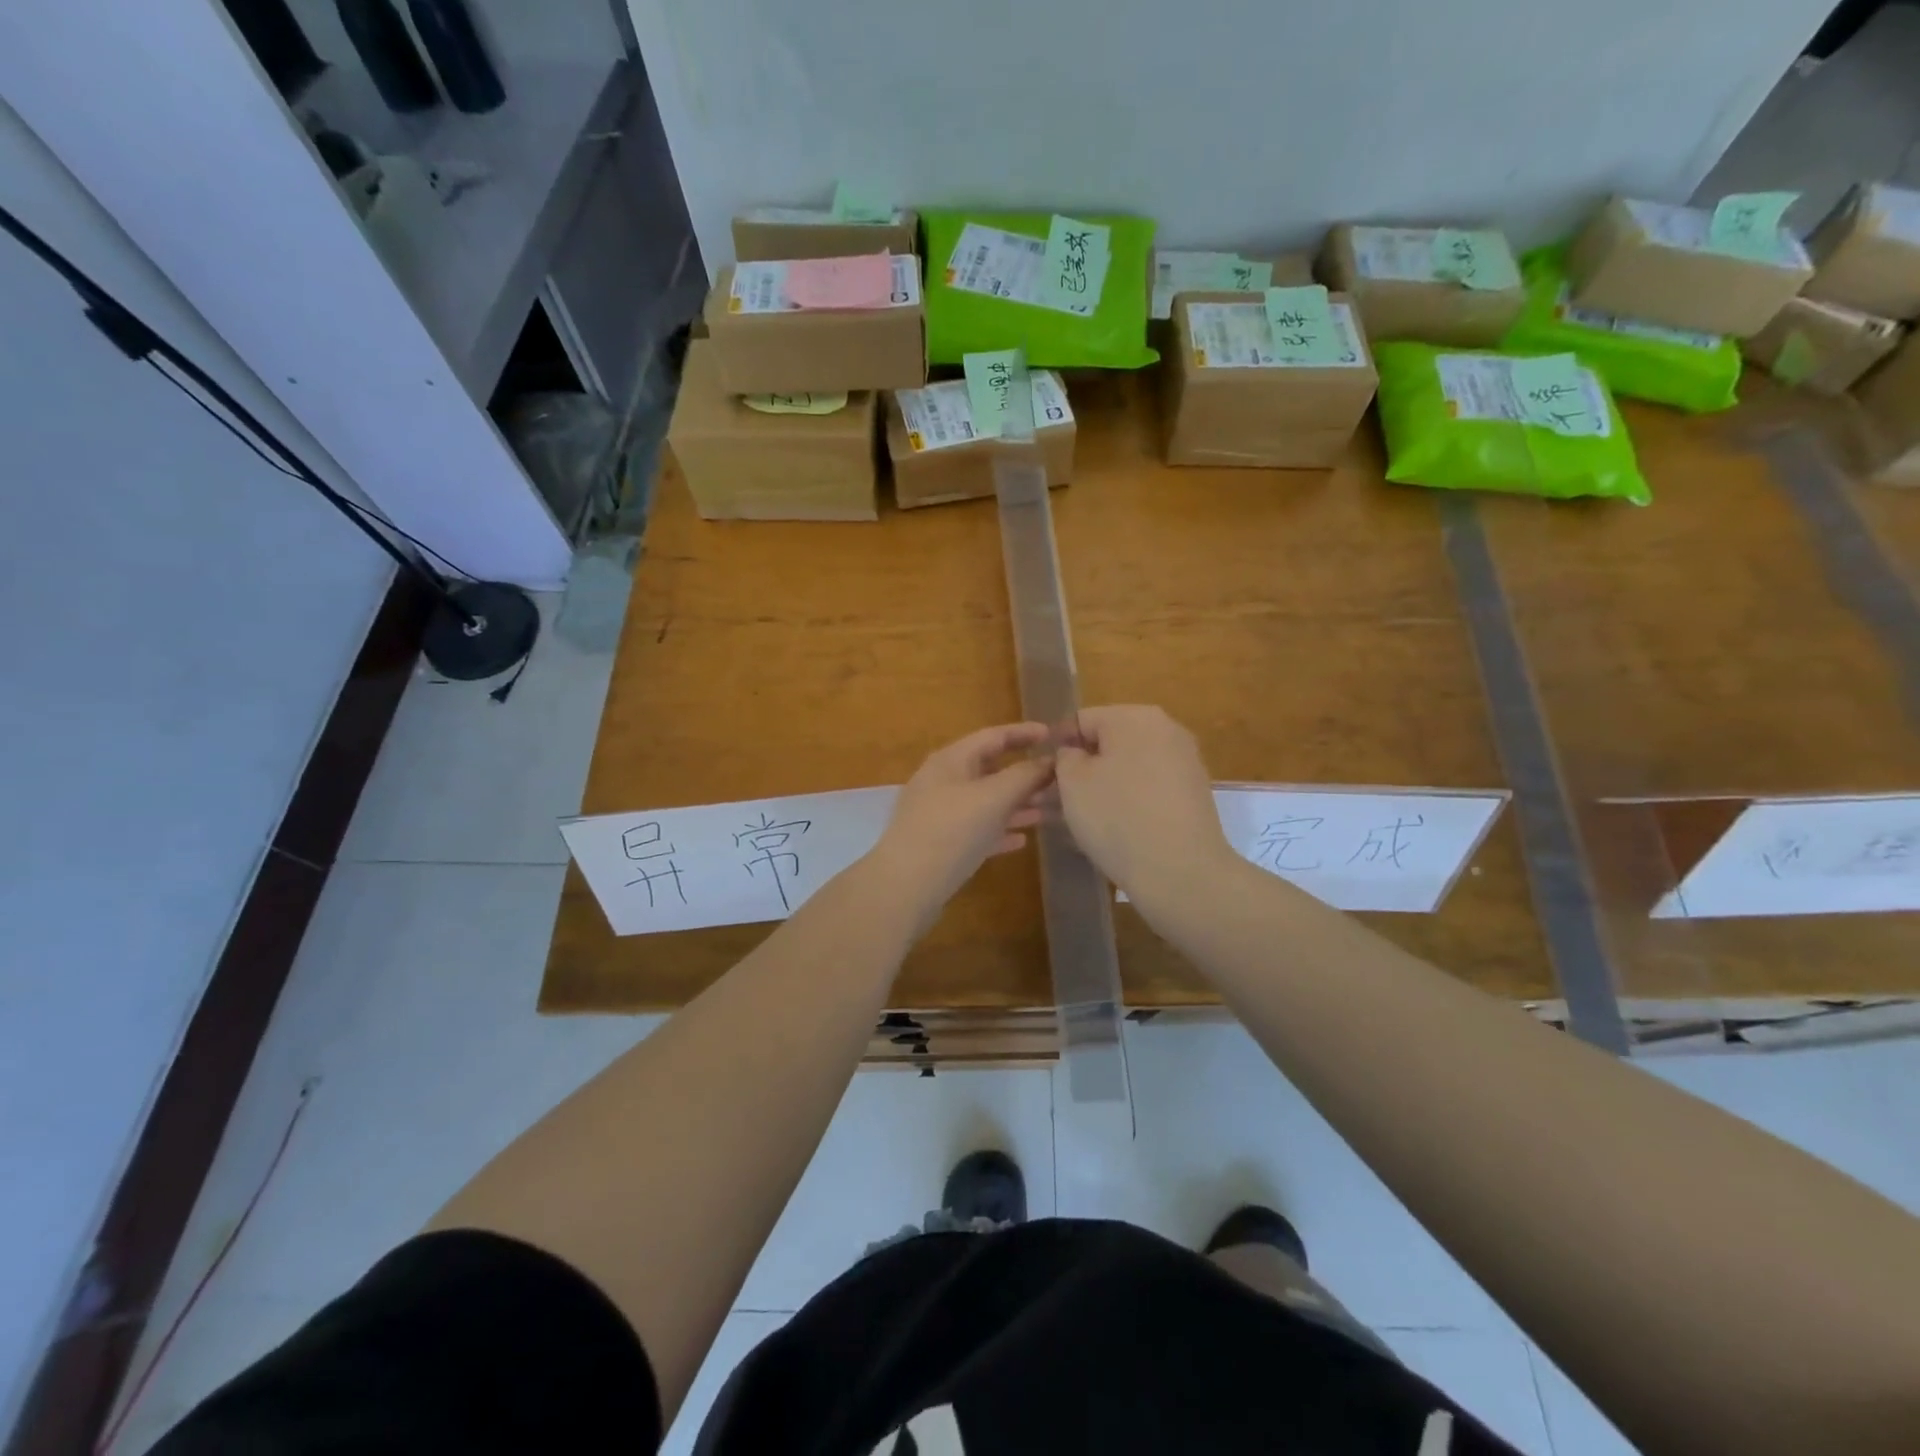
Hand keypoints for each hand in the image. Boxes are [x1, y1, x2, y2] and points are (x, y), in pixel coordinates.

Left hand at [869, 723, 1053, 928]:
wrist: (906, 886)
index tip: (1054, 734)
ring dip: (1017, 803)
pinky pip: (977, 830)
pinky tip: (1022, 840)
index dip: (1024, 732)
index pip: (993, 736)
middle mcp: (943, 781)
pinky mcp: (941, 844)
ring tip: (1049, 809)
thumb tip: (1050, 760)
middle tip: (1058, 779)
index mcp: (951, 760)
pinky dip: (1000, 830)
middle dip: (1024, 773)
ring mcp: (939, 814)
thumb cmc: (951, 831)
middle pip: (990, 769)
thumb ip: (1024, 776)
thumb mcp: (993, 797)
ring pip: (985, 801)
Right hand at [1055, 705, 1234, 902]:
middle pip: (1109, 743)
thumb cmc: (1117, 817)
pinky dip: (1127, 801)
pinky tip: (1110, 828)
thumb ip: (1065, 756)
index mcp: (1134, 717)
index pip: (1082, 720)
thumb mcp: (1072, 782)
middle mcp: (1166, 730)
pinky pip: (1148, 788)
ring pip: (1128, 767)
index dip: (1057, 745)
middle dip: (1080, 768)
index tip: (1040, 774)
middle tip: (1053, 799)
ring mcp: (1184, 762)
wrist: (1181, 872)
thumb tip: (1075, 753)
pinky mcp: (1193, 794)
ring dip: (1101, 786)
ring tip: (1076, 818)